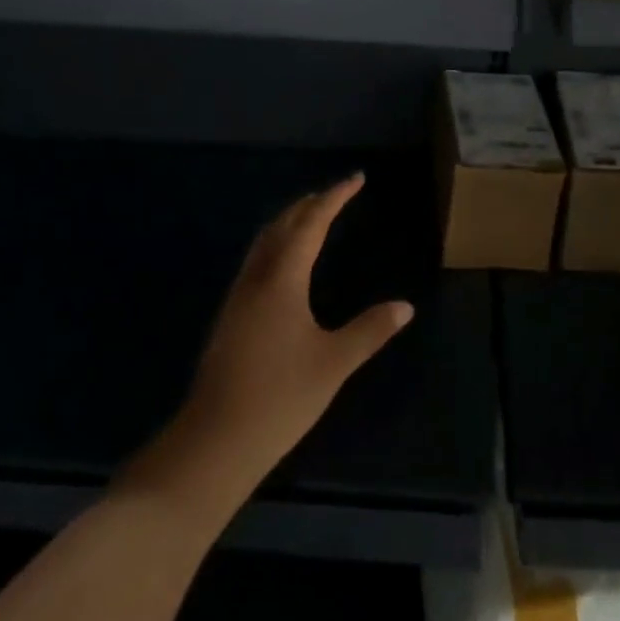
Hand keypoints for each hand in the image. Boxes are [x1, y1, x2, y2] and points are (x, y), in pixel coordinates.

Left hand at [172, 174, 413, 494]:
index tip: (356, 179)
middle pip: (283, 224)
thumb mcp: (333, 364)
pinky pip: (257, 259)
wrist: (214, 441)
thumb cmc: (279, 397)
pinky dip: (277, 242)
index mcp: (283, 278)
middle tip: (337, 194)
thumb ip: (369, 331)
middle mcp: (258, 276)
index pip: (312, 223)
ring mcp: (238, 295)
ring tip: (313, 217)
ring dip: (290, 221)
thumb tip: (405, 306)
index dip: (335, 197)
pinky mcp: (230, 316)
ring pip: (265, 240)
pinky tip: (285, 264)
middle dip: (311, 203)